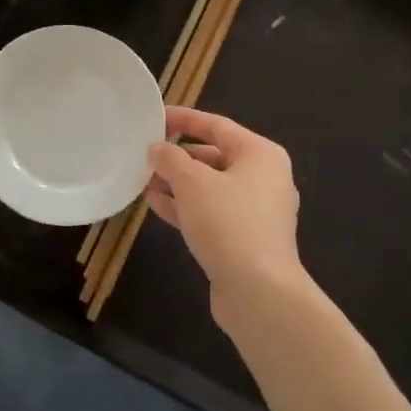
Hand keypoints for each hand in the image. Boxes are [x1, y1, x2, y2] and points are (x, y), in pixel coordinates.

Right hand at [145, 107, 302, 305]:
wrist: (259, 292)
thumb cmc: (229, 223)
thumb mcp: (192, 182)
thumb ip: (170, 159)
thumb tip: (157, 148)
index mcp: (261, 154)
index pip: (217, 125)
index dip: (184, 119)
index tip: (156, 117)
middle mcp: (265, 178)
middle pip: (215, 156)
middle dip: (179, 156)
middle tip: (146, 154)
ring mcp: (257, 212)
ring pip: (211, 187)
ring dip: (179, 183)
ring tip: (145, 179)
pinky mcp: (246, 240)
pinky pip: (212, 213)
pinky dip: (186, 206)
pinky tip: (156, 205)